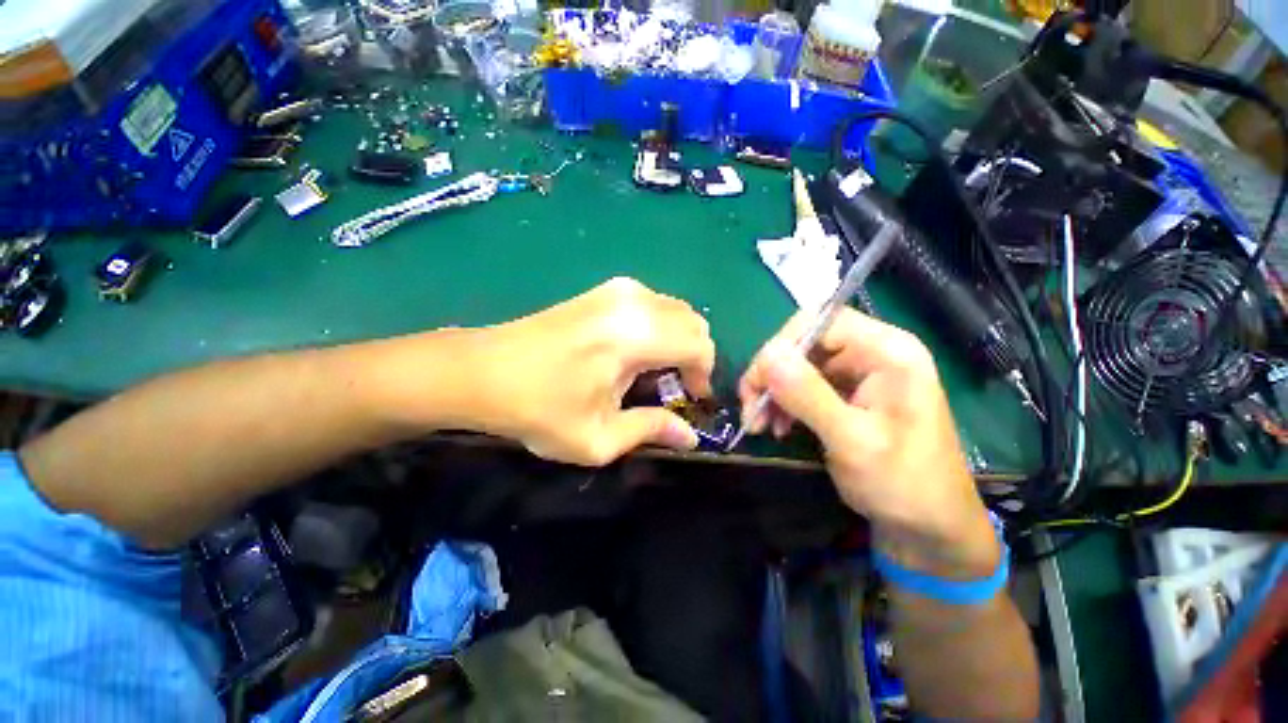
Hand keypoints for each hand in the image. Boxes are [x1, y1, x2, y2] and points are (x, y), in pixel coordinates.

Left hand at [457, 278, 714, 465]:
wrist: (481, 371)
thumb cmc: (538, 409)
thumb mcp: (597, 438)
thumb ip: (651, 431)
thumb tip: (690, 437)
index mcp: (634, 336)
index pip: (699, 345)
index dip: (704, 375)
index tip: (692, 399)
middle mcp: (633, 302)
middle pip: (693, 321)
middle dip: (695, 356)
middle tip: (676, 387)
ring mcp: (616, 290)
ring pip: (675, 309)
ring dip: (678, 341)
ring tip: (656, 372)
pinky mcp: (602, 290)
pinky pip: (653, 303)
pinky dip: (660, 327)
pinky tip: (636, 352)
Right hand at [738, 309, 998, 577]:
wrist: (929, 527)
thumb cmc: (903, 484)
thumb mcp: (853, 441)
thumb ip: (809, 395)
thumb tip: (767, 355)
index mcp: (887, 351)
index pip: (819, 321)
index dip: (781, 347)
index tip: (758, 386)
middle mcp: (872, 352)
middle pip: (804, 342)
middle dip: (771, 374)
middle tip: (750, 409)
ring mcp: (859, 373)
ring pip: (797, 364)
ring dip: (772, 391)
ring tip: (759, 424)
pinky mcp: (847, 394)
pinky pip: (802, 385)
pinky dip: (783, 403)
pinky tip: (776, 426)